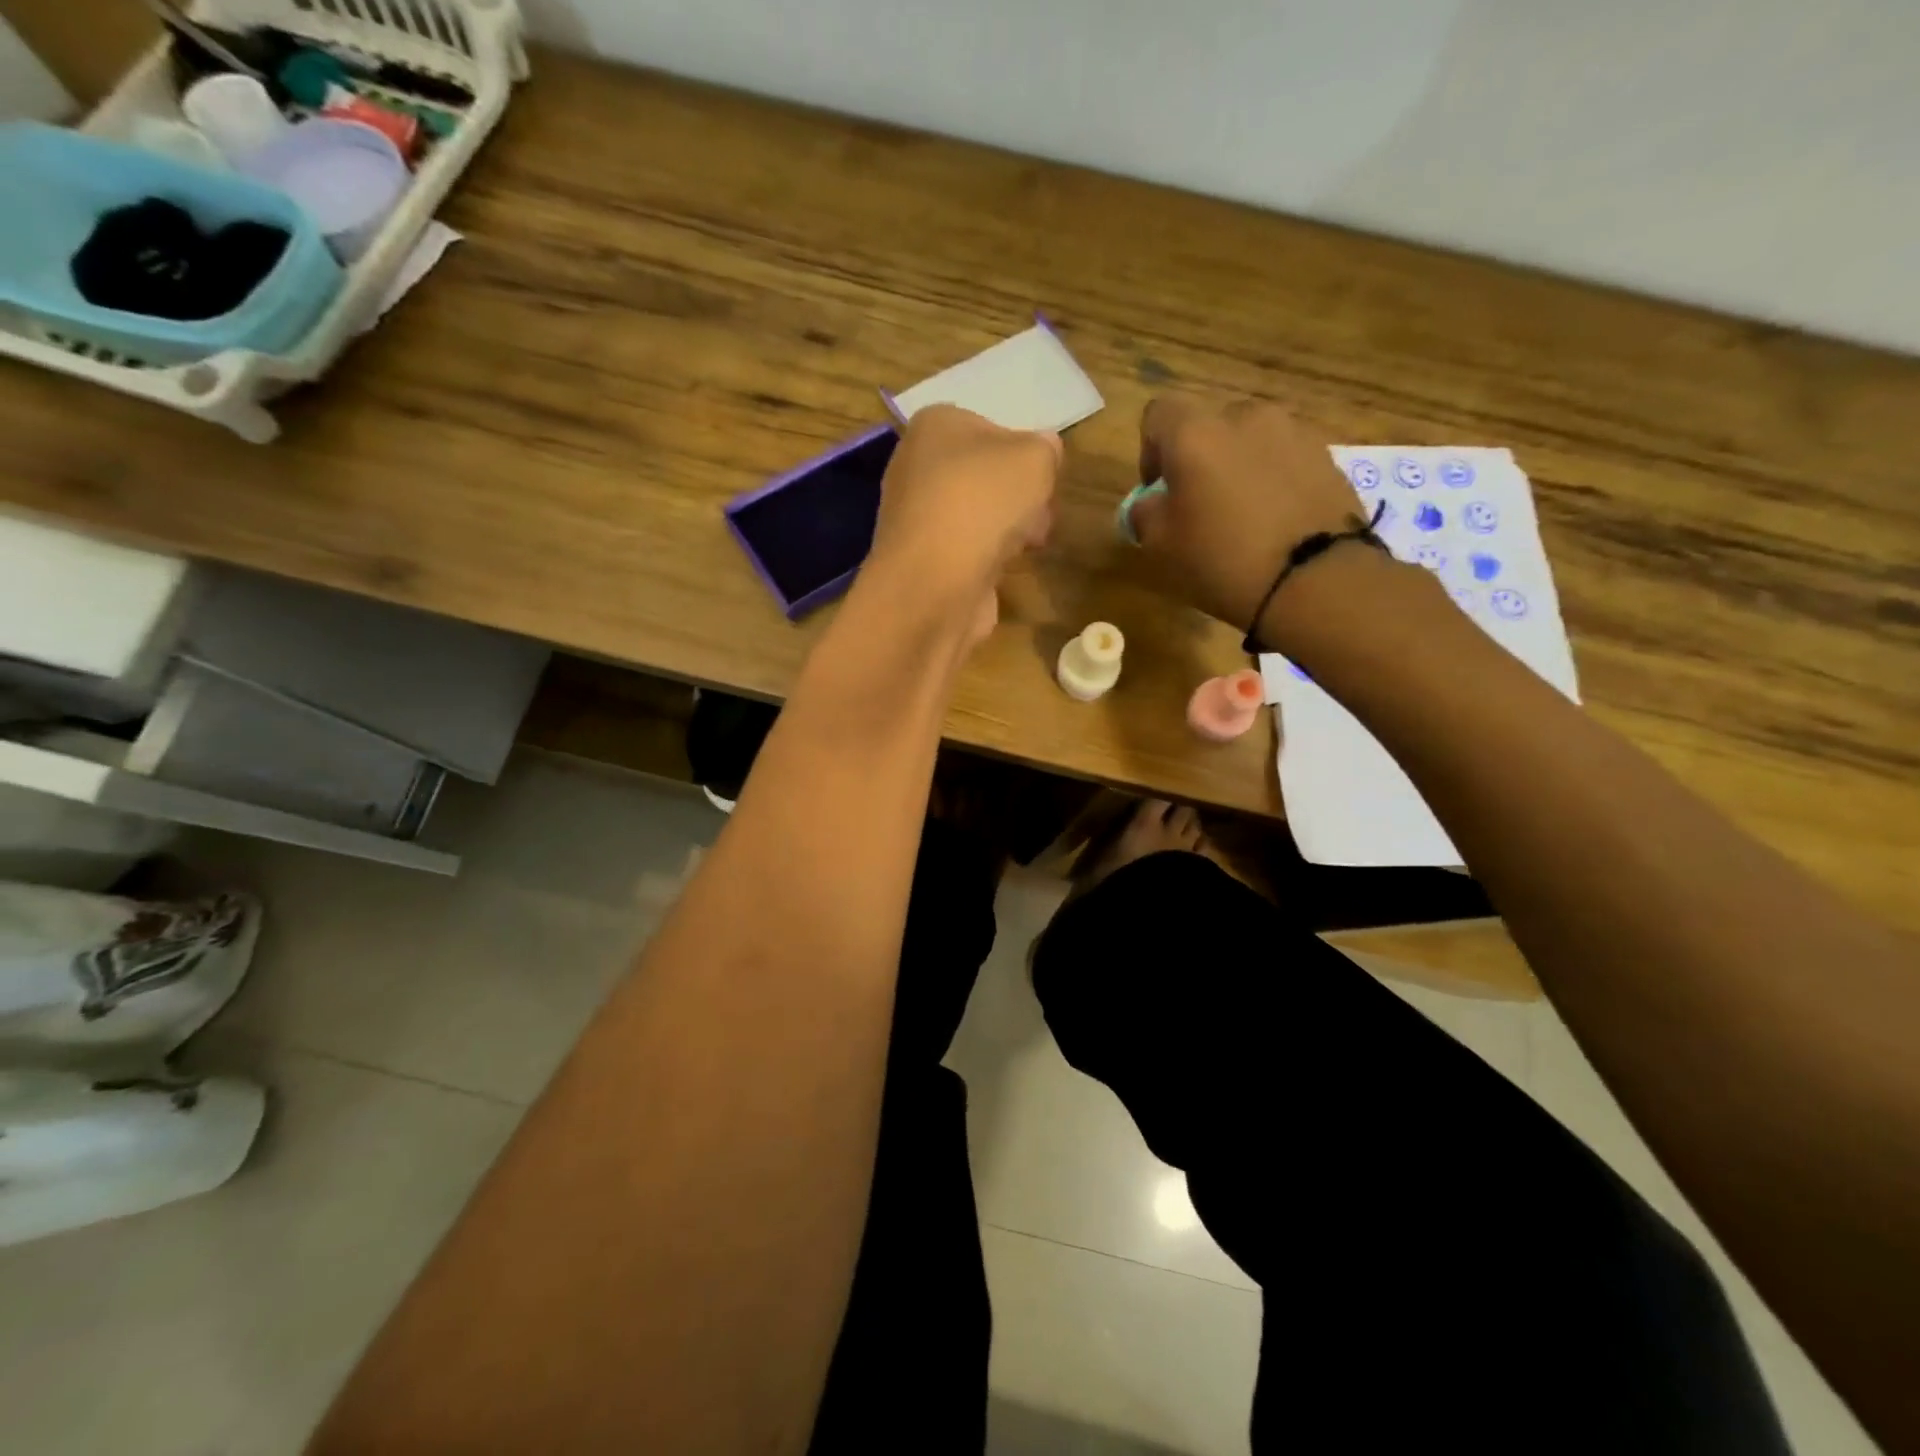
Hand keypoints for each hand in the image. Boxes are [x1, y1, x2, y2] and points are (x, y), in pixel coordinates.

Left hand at [863, 404, 1060, 643]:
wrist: (936, 582)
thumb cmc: (983, 502)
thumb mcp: (1035, 457)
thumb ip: (1045, 449)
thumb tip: (1044, 452)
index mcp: (935, 425)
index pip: (989, 427)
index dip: (1023, 451)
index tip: (1045, 477)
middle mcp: (915, 465)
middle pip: (983, 475)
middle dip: (1017, 495)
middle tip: (1042, 511)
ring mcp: (915, 516)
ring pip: (975, 514)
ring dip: (1006, 528)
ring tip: (1029, 543)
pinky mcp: (921, 560)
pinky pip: (965, 549)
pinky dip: (986, 557)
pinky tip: (1004, 568)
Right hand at [1129, 396, 1366, 632]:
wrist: (1315, 580)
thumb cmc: (1222, 560)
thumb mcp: (1161, 546)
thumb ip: (1145, 513)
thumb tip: (1152, 502)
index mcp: (1195, 433)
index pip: (1158, 414)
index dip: (1150, 449)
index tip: (1157, 489)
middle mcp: (1244, 417)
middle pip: (1209, 425)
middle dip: (1199, 457)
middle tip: (1200, 505)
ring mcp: (1292, 431)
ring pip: (1251, 440)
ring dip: (1239, 466)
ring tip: (1244, 513)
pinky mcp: (1326, 455)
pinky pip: (1285, 458)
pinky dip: (1274, 479)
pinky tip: (1276, 520)